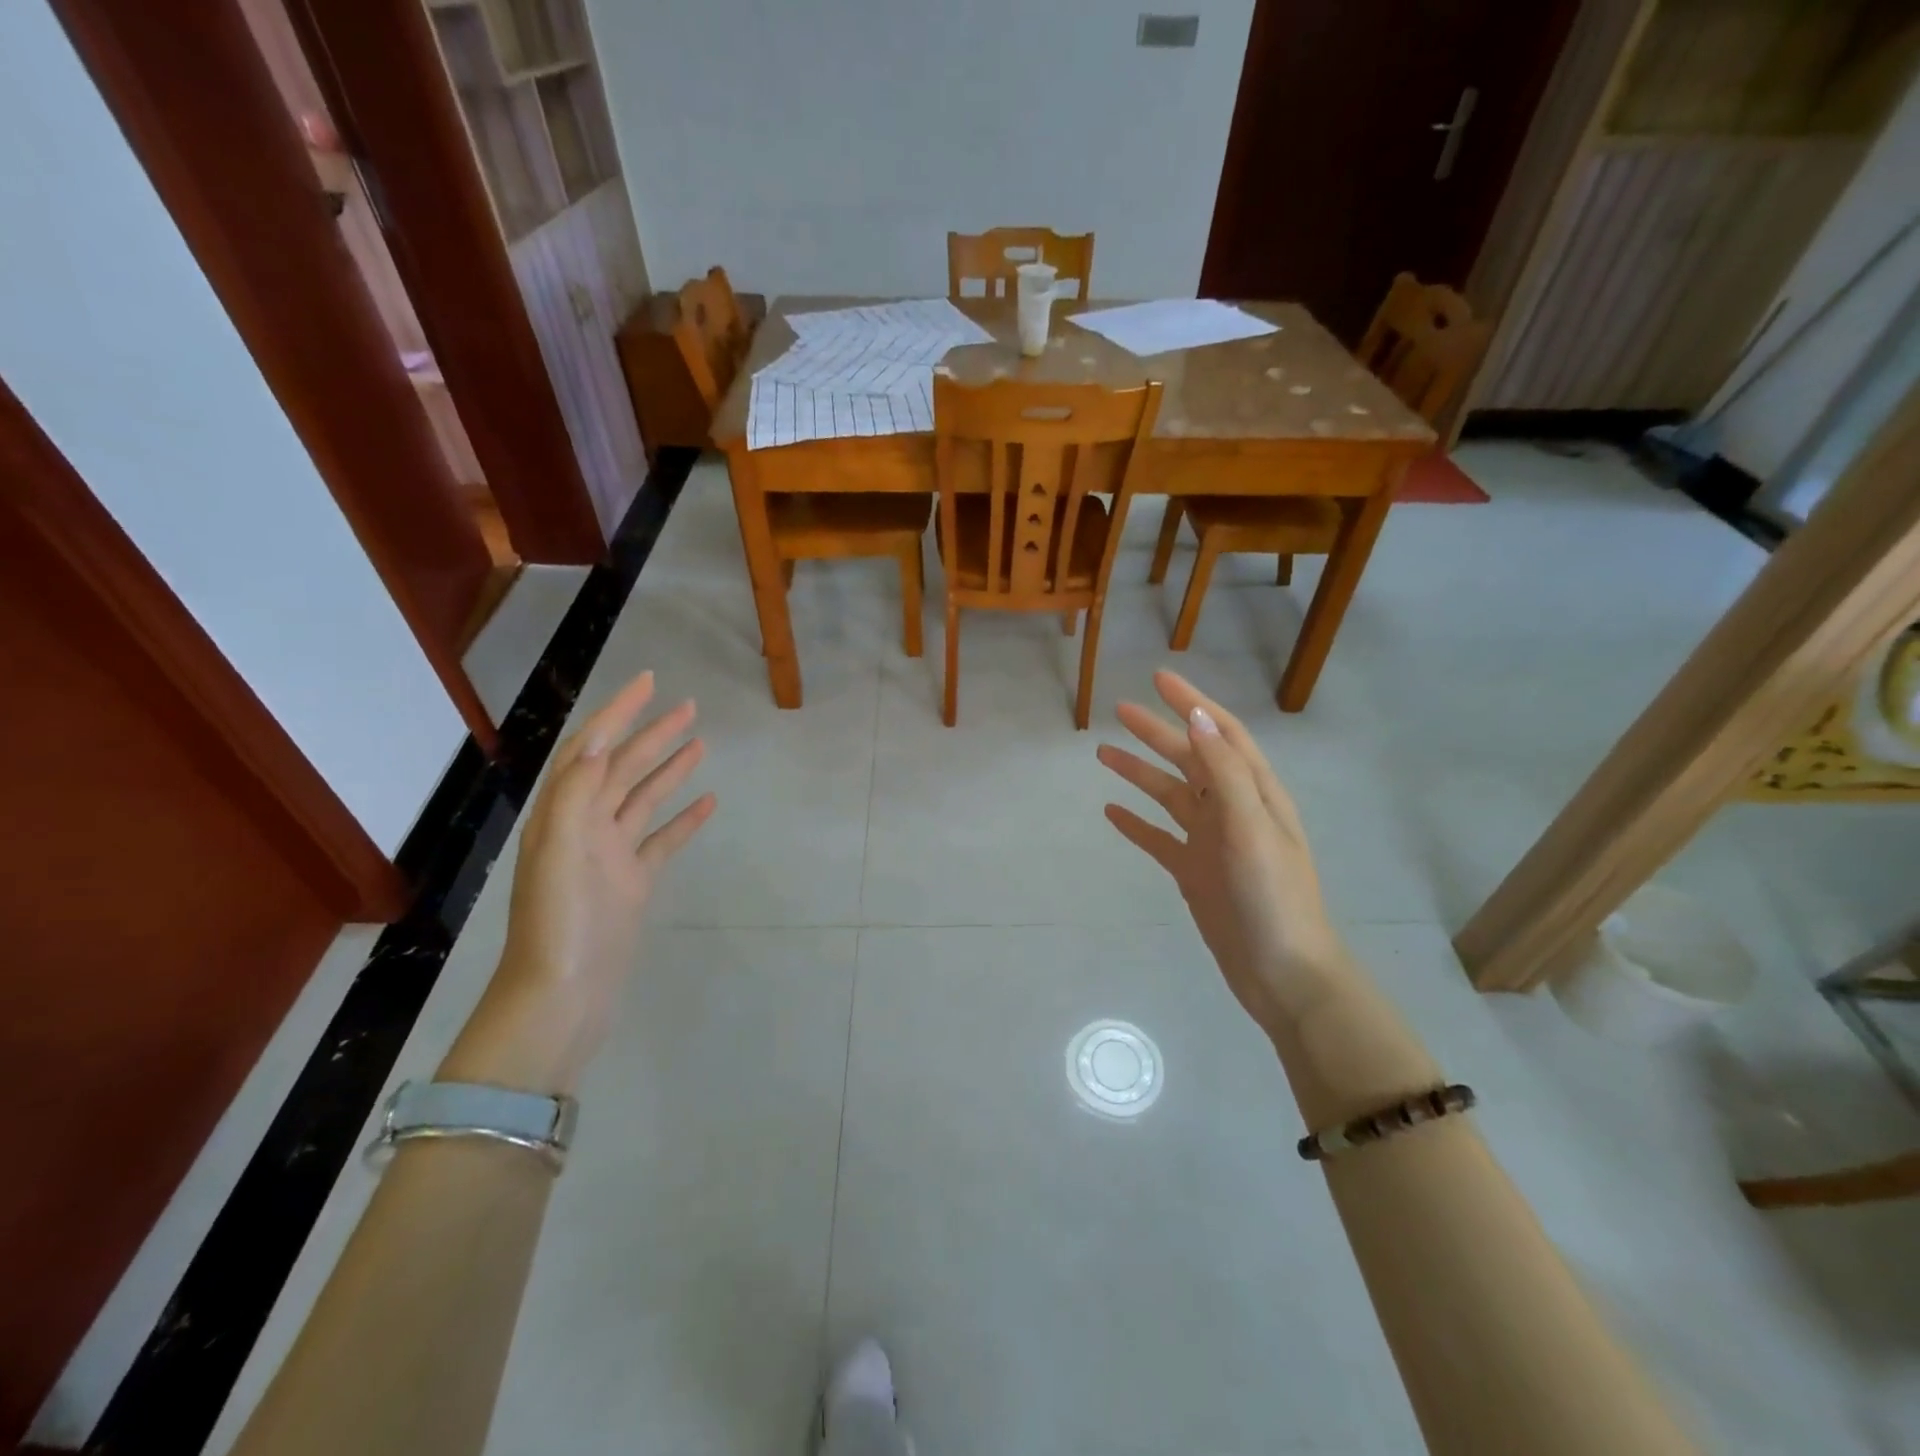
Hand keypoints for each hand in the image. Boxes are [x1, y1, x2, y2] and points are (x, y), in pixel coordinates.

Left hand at [440, 673, 715, 1093]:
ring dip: (671, 769)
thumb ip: (575, 794)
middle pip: (623, 768)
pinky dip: (685, 819)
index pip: (592, 748)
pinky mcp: (634, 882)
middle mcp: (586, 826)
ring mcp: (612, 855)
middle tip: (690, 706)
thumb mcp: (558, 850)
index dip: (619, 712)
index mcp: (563, 813)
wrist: (563, 994)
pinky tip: (708, 803)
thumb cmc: (559, 921)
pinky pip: (663, 840)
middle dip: (653, 734)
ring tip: (701, 743)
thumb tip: (596, 745)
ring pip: (645, 799)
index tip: (649, 682)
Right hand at [1098, 671, 1347, 1039]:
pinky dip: (1136, 823)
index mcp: (1255, 793)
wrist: (1283, 973)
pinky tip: (1111, 812)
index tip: (1159, 679)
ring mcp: (1212, 843)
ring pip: (1170, 796)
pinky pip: (1159, 839)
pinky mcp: (1195, 873)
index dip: (1193, 705)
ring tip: (1103, 755)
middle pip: (1191, 759)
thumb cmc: (1272, 897)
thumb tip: (1198, 718)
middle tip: (1118, 712)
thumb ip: (1225, 772)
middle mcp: (1233, 811)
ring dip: (1140, 773)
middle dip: (1157, 733)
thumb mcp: (1251, 827)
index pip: (1221, 734)